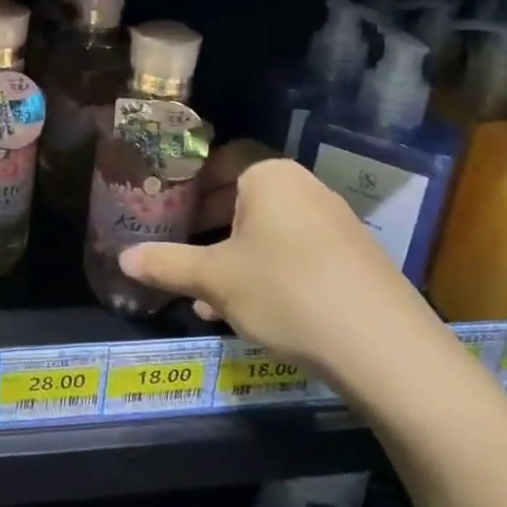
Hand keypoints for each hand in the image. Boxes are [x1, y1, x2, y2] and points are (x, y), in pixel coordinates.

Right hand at [119, 157, 443, 385]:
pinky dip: (266, 270)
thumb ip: (166, 264)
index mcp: (270, 176)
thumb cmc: (286, 291)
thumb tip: (122, 259)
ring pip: (267, 229)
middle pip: (243, 195)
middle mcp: (304, 188)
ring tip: (204, 290)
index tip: (165, 204)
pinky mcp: (352, 258)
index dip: (189, 180)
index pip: (222, 159)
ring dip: (233, 253)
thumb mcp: (215, 280)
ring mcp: (334, 223)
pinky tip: (246, 311)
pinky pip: (295, 252)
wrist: (385, 348)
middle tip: (178, 245)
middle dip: (207, 222)